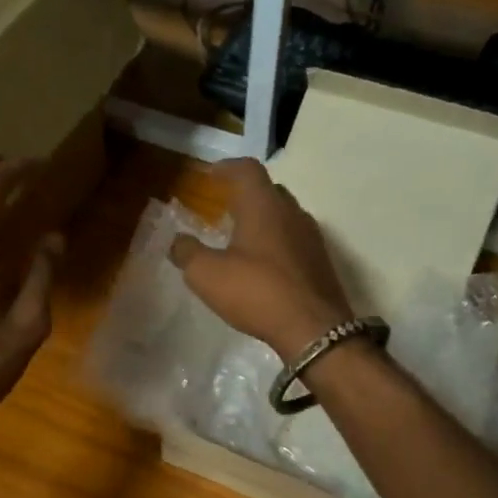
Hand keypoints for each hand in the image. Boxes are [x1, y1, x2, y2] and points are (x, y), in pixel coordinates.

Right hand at [169, 158, 354, 359]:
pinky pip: (293, 240)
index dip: (226, 168)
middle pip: (268, 190)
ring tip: (240, 238)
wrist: (314, 329)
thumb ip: (187, 253)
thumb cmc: (257, 292)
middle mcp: (291, 212)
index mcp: (263, 205)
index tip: (210, 175)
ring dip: (262, 220)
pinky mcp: (320, 262)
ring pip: (283, 216)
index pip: (247, 169)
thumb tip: (177, 241)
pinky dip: (275, 242)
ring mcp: (311, 237)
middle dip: (245, 195)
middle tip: (223, 208)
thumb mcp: (207, 275)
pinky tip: (262, 265)